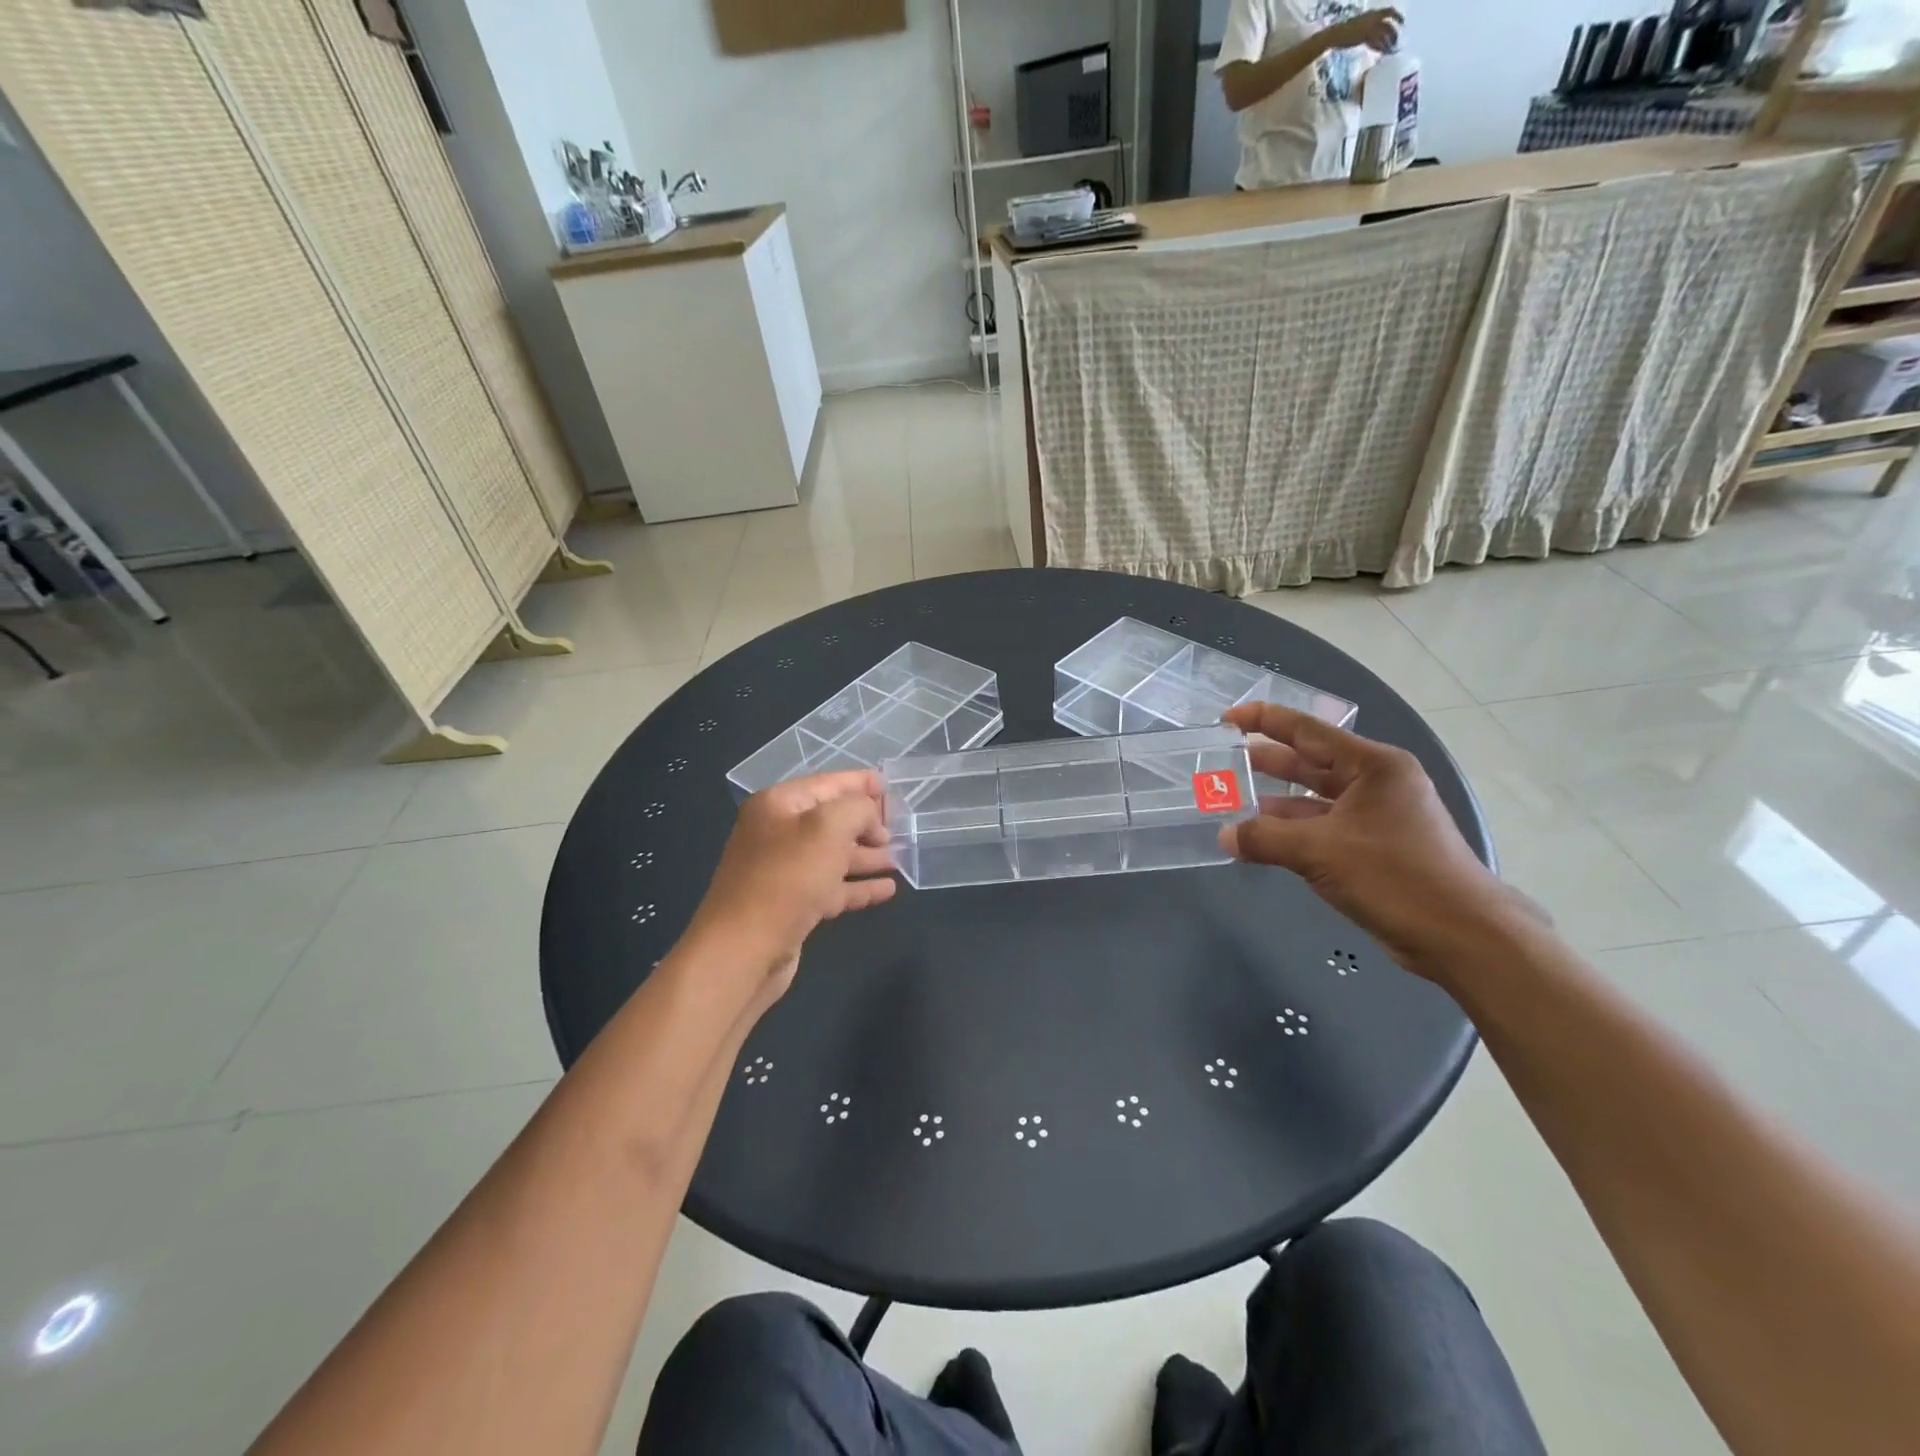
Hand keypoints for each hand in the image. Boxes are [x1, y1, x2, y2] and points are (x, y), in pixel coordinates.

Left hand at [685, 770, 895, 995]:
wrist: (743, 950)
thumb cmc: (787, 878)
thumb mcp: (828, 827)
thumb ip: (857, 809)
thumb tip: (869, 817)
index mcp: (778, 805)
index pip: (826, 783)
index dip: (859, 782)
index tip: (888, 784)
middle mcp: (778, 834)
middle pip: (831, 820)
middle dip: (866, 822)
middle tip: (899, 827)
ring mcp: (784, 872)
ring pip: (833, 855)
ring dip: (866, 855)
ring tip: (900, 858)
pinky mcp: (792, 906)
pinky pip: (832, 887)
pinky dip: (858, 886)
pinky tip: (887, 889)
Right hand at [1218, 703, 1519, 973]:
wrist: (1463, 937)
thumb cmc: (1395, 876)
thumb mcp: (1321, 852)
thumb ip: (1265, 838)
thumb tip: (1225, 836)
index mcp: (1373, 766)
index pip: (1307, 730)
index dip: (1264, 719)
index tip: (1226, 718)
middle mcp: (1376, 783)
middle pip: (1310, 763)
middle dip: (1266, 762)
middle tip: (1222, 761)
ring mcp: (1377, 816)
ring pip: (1314, 798)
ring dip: (1275, 802)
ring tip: (1232, 802)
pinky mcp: (1375, 848)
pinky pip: (1323, 828)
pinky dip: (1292, 831)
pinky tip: (1262, 840)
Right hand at [1327, 6, 1401, 51]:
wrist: (1335, 34)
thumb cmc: (1345, 32)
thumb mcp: (1360, 26)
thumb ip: (1369, 29)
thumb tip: (1376, 36)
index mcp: (1373, 13)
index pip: (1389, 12)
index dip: (1397, 17)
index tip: (1402, 23)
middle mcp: (1373, 18)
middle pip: (1389, 24)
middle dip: (1394, 33)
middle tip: (1396, 42)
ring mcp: (1369, 27)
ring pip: (1384, 33)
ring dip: (1388, 42)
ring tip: (1390, 50)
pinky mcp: (1364, 37)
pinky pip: (1376, 42)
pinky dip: (1380, 47)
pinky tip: (1382, 52)